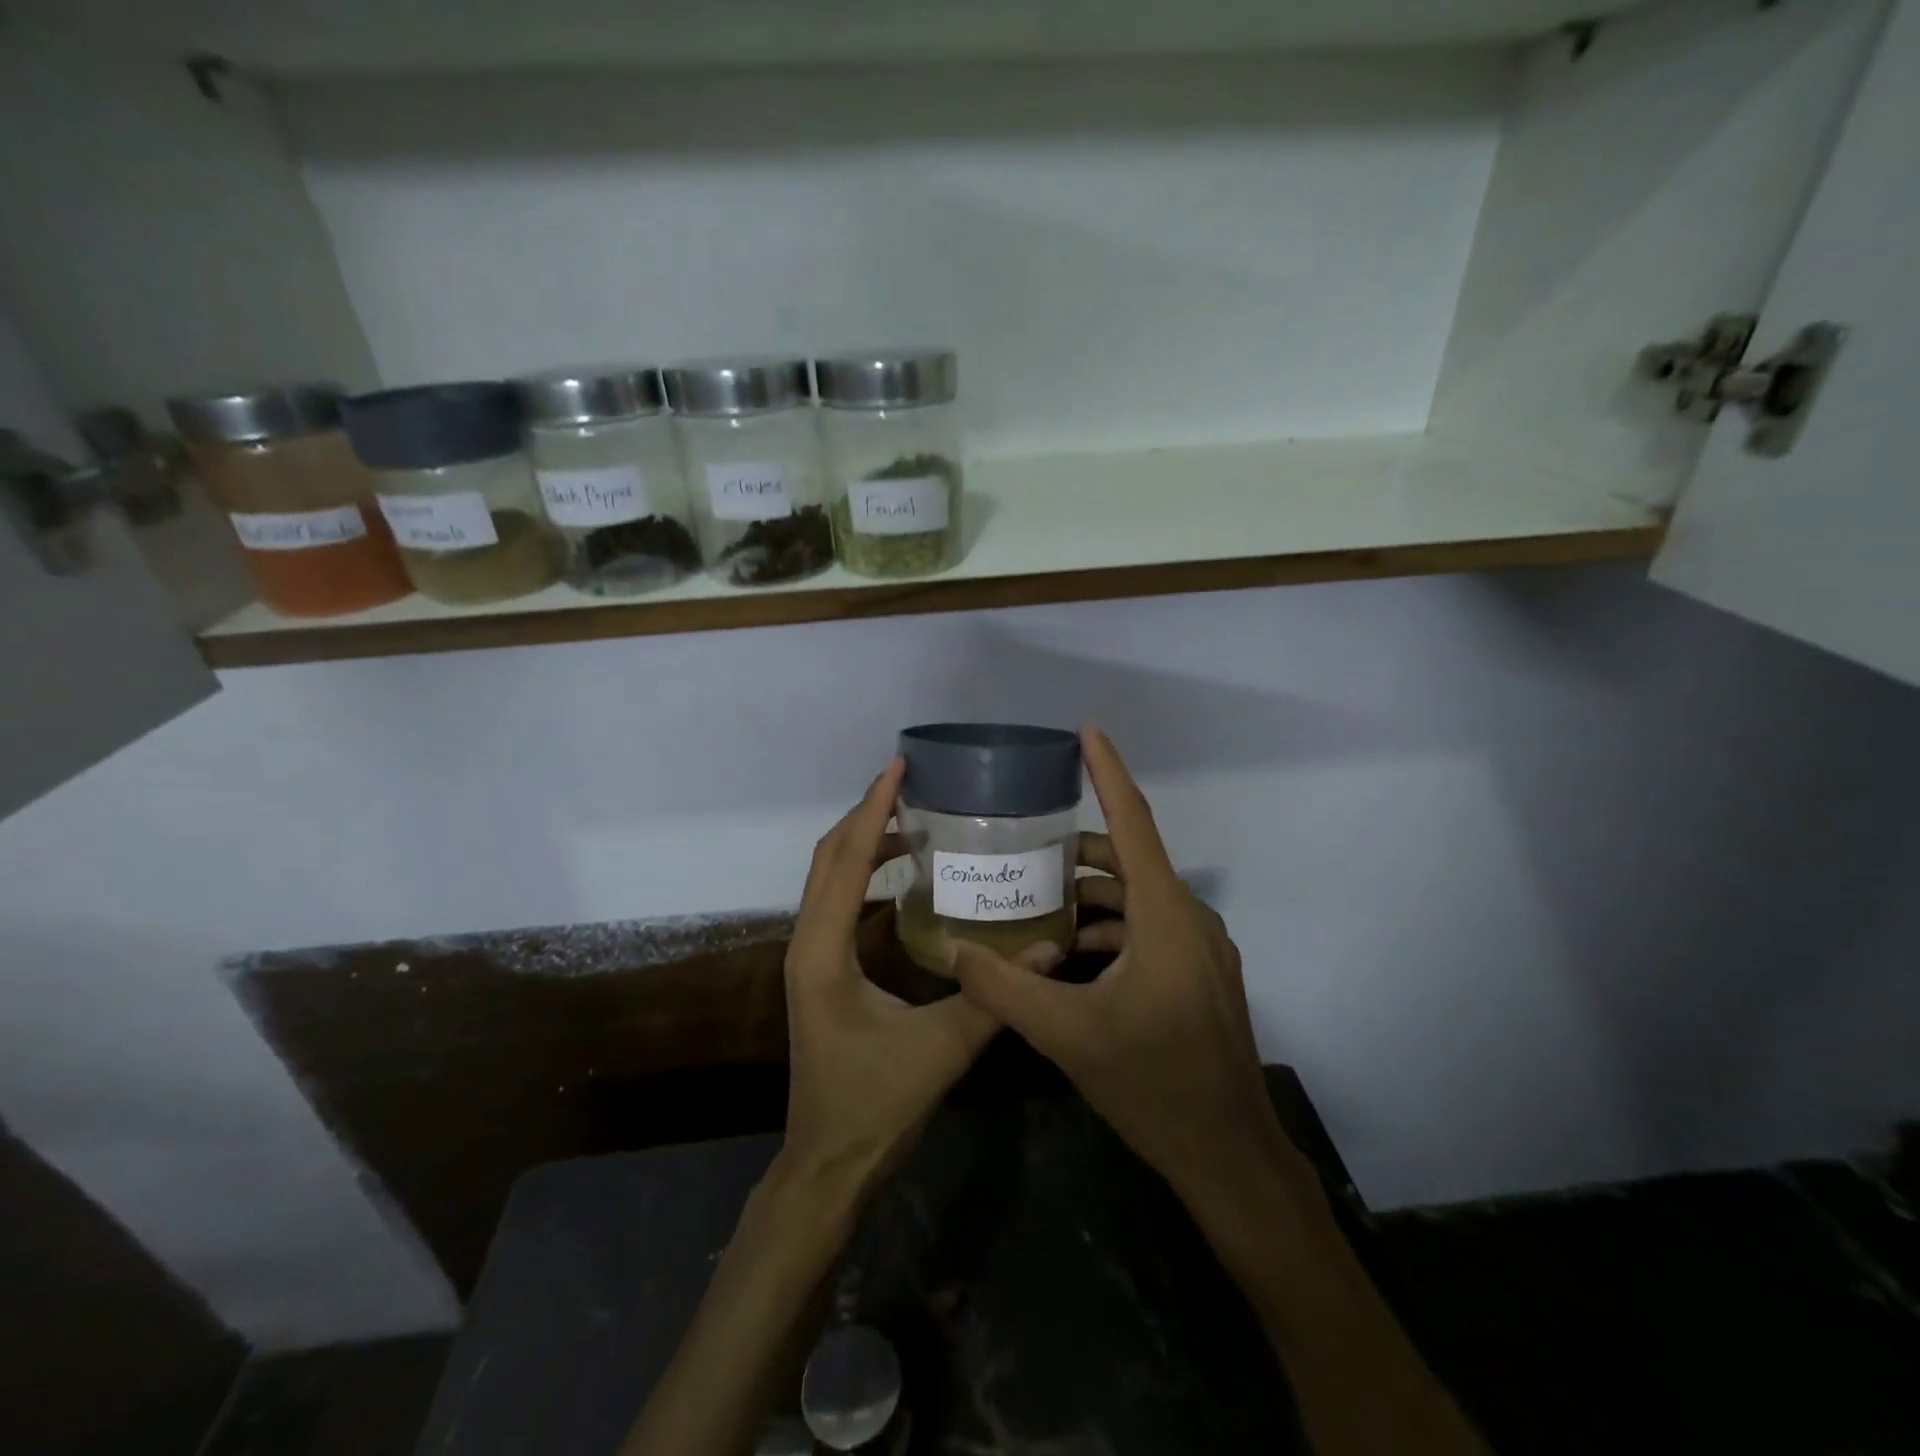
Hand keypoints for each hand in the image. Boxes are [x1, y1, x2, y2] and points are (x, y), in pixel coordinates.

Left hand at [780, 757, 1002, 1199]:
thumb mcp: (942, 1049)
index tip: (898, 769)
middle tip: (911, 782)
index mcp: (824, 952)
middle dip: (866, 814)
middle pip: (828, 857)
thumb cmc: (875, 1106)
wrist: (828, 1163)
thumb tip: (1051, 950)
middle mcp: (808, 943)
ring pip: (829, 877)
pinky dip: (864, 871)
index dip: (872, 810)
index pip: (844, 861)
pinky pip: (838, 900)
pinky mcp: (822, 968)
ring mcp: (810, 955)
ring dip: (864, 840)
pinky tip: (904, 871)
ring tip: (912, 815)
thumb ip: (995, 997)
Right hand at [949, 727, 1289, 1201]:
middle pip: (1130, 860)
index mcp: (1164, 916)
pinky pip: (1151, 928)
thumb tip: (953, 949)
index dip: (1108, 772)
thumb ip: (1003, 987)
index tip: (1087, 731)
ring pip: (1139, 898)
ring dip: (1093, 894)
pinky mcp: (1201, 974)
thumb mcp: (1066, 1034)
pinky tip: (1074, 952)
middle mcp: (1189, 919)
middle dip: (1080, 849)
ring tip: (1041, 901)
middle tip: (1027, 847)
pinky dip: (1113, 926)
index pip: (1133, 824)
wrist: (1228, 1155)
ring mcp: (1201, 948)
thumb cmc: (1152, 1085)